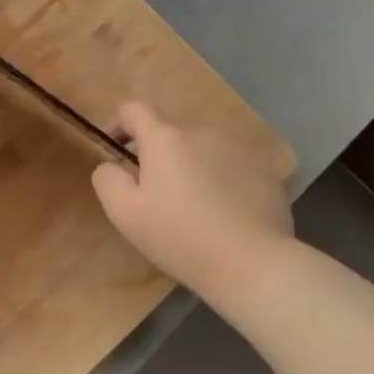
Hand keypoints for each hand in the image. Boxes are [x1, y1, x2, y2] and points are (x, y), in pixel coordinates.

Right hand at [91, 101, 295, 309]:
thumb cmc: (180, 237)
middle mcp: (202, 133)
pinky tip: (225, 215)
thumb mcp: (124, 213)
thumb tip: (112, 164)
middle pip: (171, 135)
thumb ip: (107, 178)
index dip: (120, 125)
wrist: (253, 264)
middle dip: (159, 157)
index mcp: (165, 139)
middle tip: (157, 197)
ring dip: (192, 168)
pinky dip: (222, 183)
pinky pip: (232, 169)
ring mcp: (239, 150)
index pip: (134, 110)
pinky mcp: (266, 172)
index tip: (118, 152)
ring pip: (203, 151)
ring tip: (195, 208)